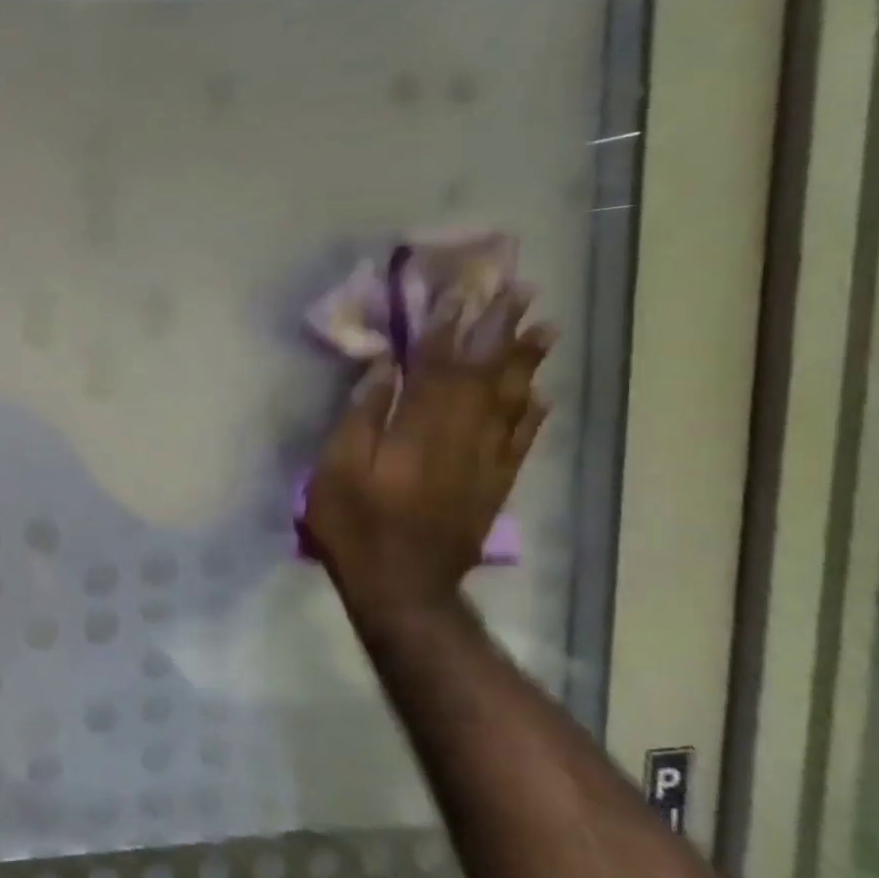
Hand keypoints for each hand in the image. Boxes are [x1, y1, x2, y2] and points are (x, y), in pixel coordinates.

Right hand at [303, 290, 555, 610]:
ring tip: (543, 327)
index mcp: (417, 430)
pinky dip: (532, 412)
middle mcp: (460, 437)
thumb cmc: (355, 525)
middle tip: (519, 291)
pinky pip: (521, 439)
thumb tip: (384, 367)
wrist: (403, 587)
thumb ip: (361, 416)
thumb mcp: (335, 469)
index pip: (436, 367)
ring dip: (526, 361)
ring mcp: (485, 462)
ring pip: (510, 401)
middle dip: (499, 330)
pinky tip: (539, 392)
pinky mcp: (495, 485)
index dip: (446, 328)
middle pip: (483, 375)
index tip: (459, 291)